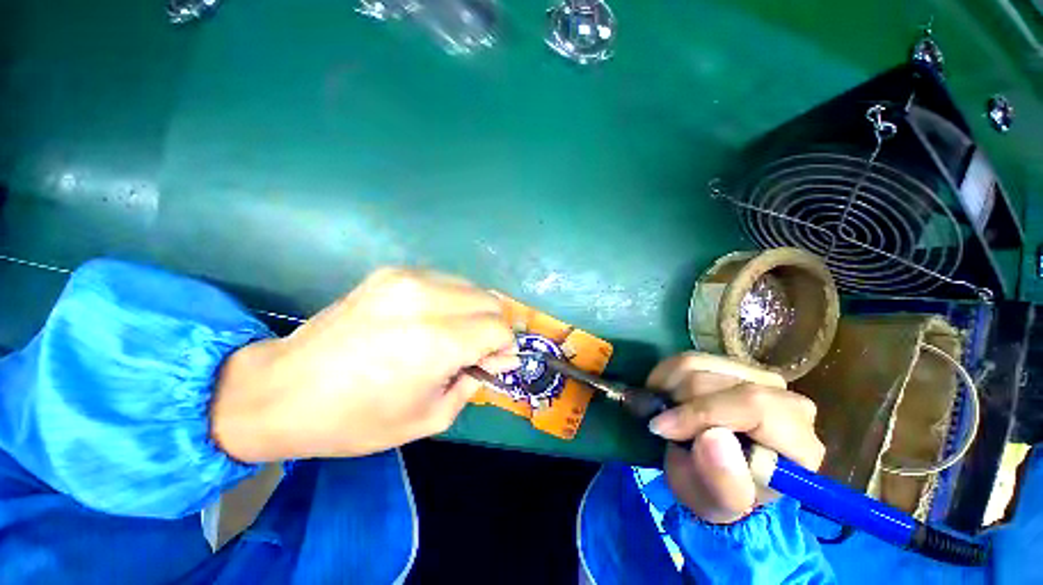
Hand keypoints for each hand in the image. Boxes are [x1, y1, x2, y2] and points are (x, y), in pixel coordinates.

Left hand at [212, 268, 518, 461]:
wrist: (283, 391)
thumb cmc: (358, 418)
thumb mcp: (430, 417)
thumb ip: (473, 382)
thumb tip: (499, 358)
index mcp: (437, 341)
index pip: (498, 329)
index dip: (504, 346)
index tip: (495, 361)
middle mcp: (427, 300)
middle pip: (490, 301)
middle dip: (493, 327)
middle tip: (478, 350)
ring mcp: (407, 279)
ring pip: (471, 287)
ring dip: (474, 312)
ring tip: (456, 334)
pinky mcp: (391, 273)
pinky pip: (444, 281)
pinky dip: (452, 300)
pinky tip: (433, 319)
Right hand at [646, 353, 824, 523]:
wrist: (712, 474)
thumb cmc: (717, 493)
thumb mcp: (716, 503)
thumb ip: (723, 481)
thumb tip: (713, 437)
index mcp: (799, 443)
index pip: (755, 405)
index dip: (702, 412)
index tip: (663, 428)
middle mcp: (786, 401)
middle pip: (720, 382)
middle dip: (680, 403)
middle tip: (662, 427)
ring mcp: (757, 377)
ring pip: (697, 364)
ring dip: (669, 389)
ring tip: (663, 413)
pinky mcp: (729, 365)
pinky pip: (686, 358)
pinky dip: (665, 376)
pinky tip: (665, 397)